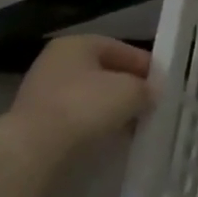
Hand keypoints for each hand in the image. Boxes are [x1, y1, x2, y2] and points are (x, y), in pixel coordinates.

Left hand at [8, 35, 157, 161]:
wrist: (33, 152)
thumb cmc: (86, 106)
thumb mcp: (131, 91)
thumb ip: (147, 88)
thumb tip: (151, 93)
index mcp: (77, 44)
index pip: (122, 49)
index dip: (146, 66)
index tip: (164, 86)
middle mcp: (55, 63)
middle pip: (105, 73)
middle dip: (128, 90)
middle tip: (150, 106)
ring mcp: (41, 94)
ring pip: (90, 98)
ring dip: (112, 111)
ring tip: (133, 126)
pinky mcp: (35, 124)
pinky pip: (75, 120)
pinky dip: (93, 127)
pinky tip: (109, 139)